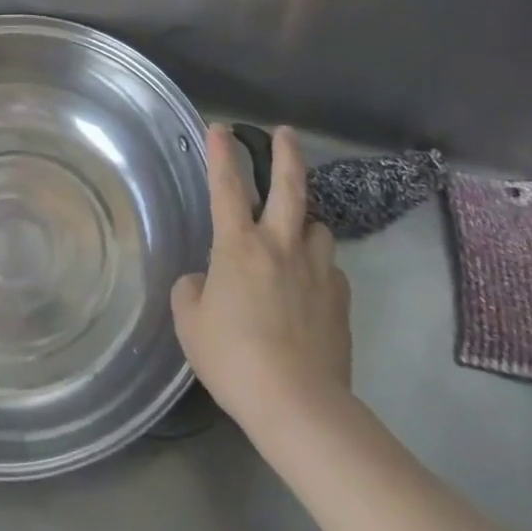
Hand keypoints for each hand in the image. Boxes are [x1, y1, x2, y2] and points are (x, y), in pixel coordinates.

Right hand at [172, 124, 352, 442]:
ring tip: (297, 233)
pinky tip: (309, 288)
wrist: (298, 404)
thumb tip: (206, 282)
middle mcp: (281, 245)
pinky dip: (318, 268)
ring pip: (318, 227)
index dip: (220, 153)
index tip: (220, 126)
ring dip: (306, 222)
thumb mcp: (191, 324)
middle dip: (286, 153)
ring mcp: (317, 271)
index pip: (225, 186)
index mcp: (238, 245)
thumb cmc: (233, 358)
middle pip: (289, 186)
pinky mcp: (341, 300)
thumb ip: (193, 292)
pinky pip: (329, 270)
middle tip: (286, 133)